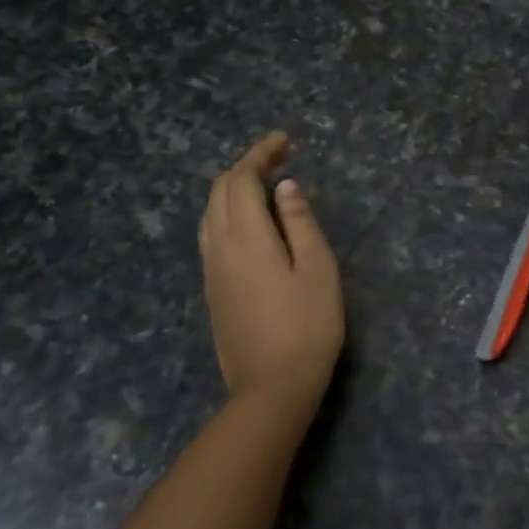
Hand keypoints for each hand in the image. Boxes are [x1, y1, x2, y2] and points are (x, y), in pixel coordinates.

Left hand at [199, 132, 344, 416]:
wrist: (271, 389)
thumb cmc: (307, 327)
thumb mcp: (318, 270)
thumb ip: (300, 223)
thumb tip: (286, 187)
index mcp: (246, 238)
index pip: (242, 180)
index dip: (260, 153)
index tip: (285, 140)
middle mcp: (219, 248)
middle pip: (220, 191)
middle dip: (246, 166)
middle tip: (280, 157)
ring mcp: (211, 271)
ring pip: (210, 213)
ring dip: (233, 188)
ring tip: (265, 183)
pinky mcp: (212, 290)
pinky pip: (210, 234)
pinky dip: (228, 212)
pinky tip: (251, 221)